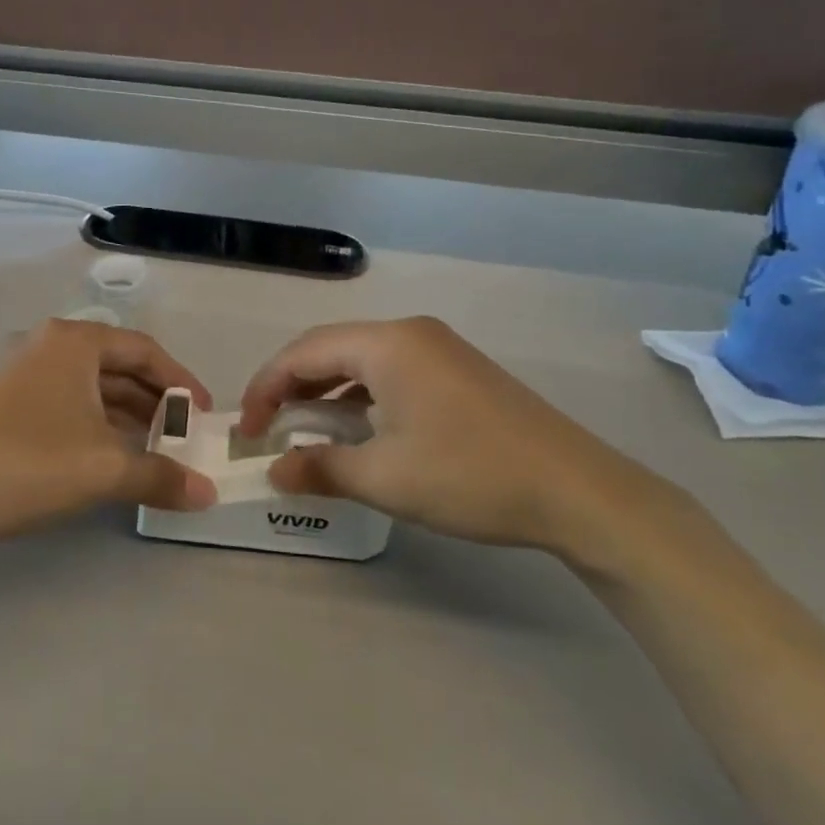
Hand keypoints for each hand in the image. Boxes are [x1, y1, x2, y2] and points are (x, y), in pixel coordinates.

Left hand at [0, 319, 218, 549]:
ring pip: (94, 387)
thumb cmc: (30, 464)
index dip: (182, 382)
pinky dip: (100, 425)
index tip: (205, 415)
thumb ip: (162, 476)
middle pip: (120, 366)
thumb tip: (209, 494)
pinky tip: (115, 456)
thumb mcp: (104, 469)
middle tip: (185, 436)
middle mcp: (50, 345)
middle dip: (157, 401)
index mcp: (75, 342)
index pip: (146, 350)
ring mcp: (26, 372)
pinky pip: (71, 403)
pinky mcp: (10, 401)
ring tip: (158, 450)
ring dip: (129, 416)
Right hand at [239, 317, 693, 566]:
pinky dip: (361, 397)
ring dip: (325, 393)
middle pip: (330, 349)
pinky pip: (391, 373)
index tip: (246, 429)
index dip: (265, 388)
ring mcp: (440, 350)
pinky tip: (358, 430)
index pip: (303, 352)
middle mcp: (411, 333)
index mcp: (388, 344)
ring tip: (305, 432)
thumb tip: (273, 473)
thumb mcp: (384, 478)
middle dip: (291, 388)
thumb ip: (320, 469)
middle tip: (268, 430)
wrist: (578, 491)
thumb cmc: (470, 476)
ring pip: (361, 361)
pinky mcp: (459, 372)